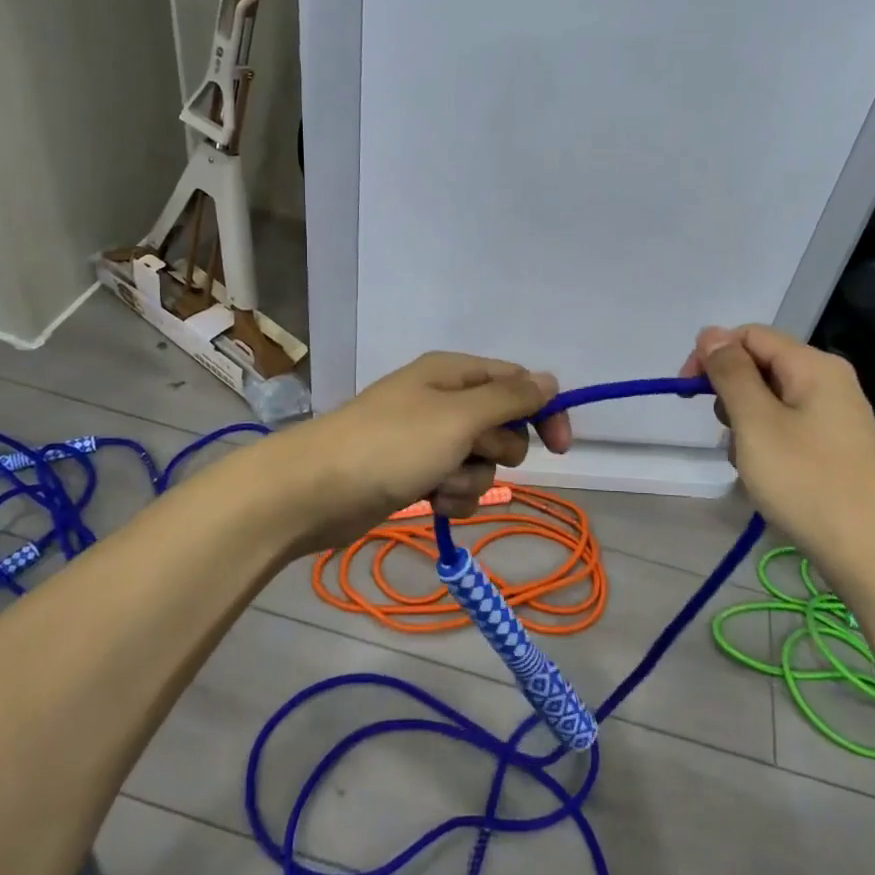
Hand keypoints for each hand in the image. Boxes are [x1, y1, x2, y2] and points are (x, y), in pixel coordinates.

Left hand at [283, 352, 572, 550]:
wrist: (313, 491)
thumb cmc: (391, 445)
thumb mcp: (458, 416)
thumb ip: (509, 399)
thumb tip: (549, 380)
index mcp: (453, 373)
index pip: (518, 383)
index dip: (543, 412)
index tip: (561, 448)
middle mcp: (442, 400)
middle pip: (501, 425)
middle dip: (495, 450)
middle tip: (467, 454)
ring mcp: (426, 439)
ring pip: (480, 462)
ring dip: (469, 479)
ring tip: (437, 484)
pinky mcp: (413, 474)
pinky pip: (456, 485)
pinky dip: (450, 496)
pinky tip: (429, 502)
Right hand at [682, 324, 874, 575]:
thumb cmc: (809, 481)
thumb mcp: (756, 422)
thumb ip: (730, 373)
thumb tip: (710, 334)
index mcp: (813, 365)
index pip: (749, 335)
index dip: (712, 355)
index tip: (687, 395)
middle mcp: (828, 381)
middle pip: (760, 366)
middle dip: (730, 396)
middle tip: (728, 435)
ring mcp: (835, 416)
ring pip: (769, 402)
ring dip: (746, 427)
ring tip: (751, 465)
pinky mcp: (836, 448)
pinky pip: (787, 429)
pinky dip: (767, 447)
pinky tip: (769, 480)